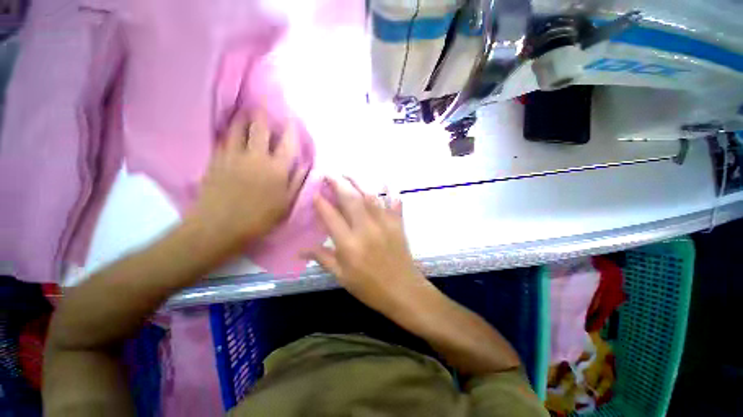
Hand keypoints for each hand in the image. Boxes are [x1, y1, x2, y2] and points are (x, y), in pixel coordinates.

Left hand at [188, 112, 308, 248]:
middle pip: (260, 128)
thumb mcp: (286, 204)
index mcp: (277, 169)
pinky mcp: (216, 160)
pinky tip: (229, 130)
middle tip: (264, 106)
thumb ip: (297, 182)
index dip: (291, 128)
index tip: (292, 119)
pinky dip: (228, 131)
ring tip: (245, 112)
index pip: (287, 142)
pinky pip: (222, 139)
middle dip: (264, 114)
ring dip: (243, 118)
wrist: (219, 227)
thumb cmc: (259, 219)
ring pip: (237, 128)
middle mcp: (256, 157)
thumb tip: (306, 165)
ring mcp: (233, 156)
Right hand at [307, 177, 428, 313]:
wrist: (403, 291)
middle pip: (351, 200)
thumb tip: (301, 250)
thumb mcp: (342, 276)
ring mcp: (385, 224)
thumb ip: (323, 258)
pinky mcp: (398, 224)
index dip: (321, 202)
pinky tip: (386, 184)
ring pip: (370, 197)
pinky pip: (395, 204)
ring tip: (349, 174)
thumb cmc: (370, 287)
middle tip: (330, 173)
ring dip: (359, 183)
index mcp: (349, 244)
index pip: (331, 216)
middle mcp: (366, 229)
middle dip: (338, 184)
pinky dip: (390, 193)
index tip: (315, 191)